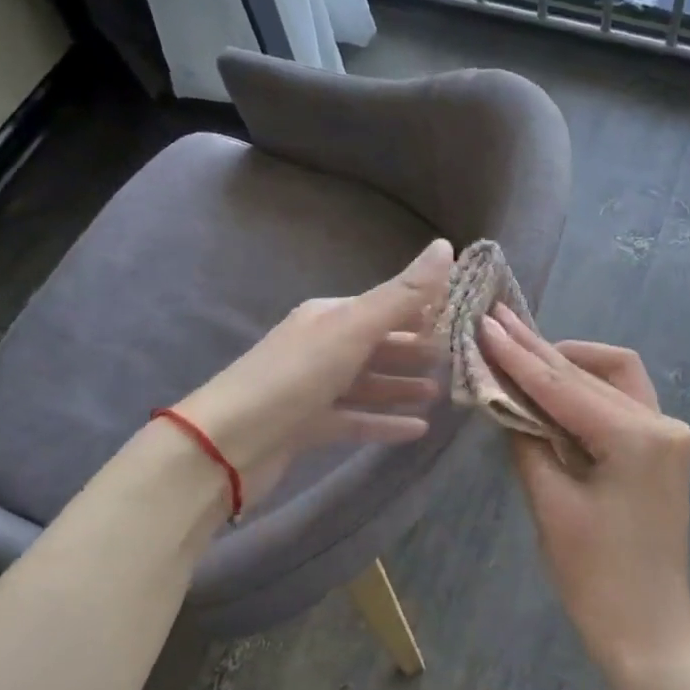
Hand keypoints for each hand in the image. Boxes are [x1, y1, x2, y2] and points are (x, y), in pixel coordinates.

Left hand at [176, 239, 451, 508]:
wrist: (226, 444)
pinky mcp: (308, 427)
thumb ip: (402, 294)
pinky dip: (385, 421)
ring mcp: (313, 389)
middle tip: (458, 360)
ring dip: (403, 386)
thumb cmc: (295, 376)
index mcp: (329, 316)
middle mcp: (321, 346)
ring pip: (368, 383)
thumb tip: (445, 245)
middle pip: (378, 345)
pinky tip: (418, 430)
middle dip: (416, 351)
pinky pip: (356, 419)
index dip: (423, 310)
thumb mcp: (354, 328)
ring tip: (440, 394)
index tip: (463, 318)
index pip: (385, 306)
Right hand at [478, 304, 689, 689]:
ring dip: (567, 365)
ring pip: (612, 377)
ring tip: (521, 353)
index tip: (485, 323)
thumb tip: (505, 399)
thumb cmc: (595, 578)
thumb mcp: (551, 505)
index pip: (564, 385)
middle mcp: (662, 423)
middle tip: (498, 324)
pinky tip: (552, 387)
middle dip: (541, 351)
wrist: (648, 631)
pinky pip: (620, 402)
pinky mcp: (662, 448)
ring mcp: (668, 434)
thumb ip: (527, 441)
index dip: (519, 355)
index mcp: (637, 437)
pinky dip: (586, 391)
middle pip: (590, 373)